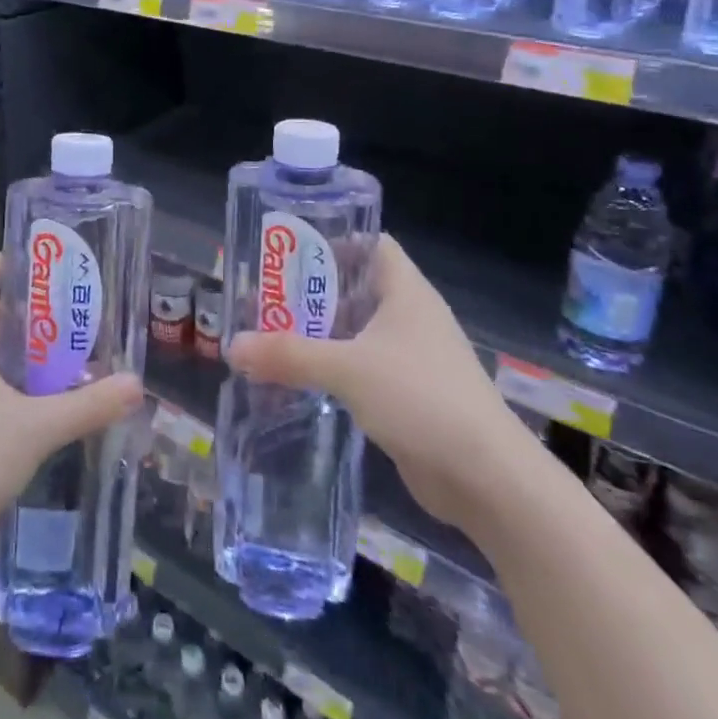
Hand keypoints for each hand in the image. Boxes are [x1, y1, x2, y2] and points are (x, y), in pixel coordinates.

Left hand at [0, 254, 144, 569]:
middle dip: (30, 314)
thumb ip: (88, 405)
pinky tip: (39, 401)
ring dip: (21, 352)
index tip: (49, 261)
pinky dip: (6, 379)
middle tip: (75, 316)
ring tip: (67, 356)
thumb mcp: (36, 429)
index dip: (10, 263)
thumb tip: (136, 384)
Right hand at [228, 234, 533, 530]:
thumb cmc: (421, 398)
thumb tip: (231, 346)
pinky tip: (297, 378)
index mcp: (405, 292)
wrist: (486, 479)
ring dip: (317, 334)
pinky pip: (359, 369)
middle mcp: (409, 317)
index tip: (289, 250)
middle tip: (264, 297)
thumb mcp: (347, 369)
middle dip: (310, 292)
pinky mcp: (406, 395)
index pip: (371, 244)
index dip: (334, 239)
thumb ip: (288, 355)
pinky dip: (330, 368)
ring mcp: (410, 358)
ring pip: (355, 332)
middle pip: (354, 288)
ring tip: (269, 336)